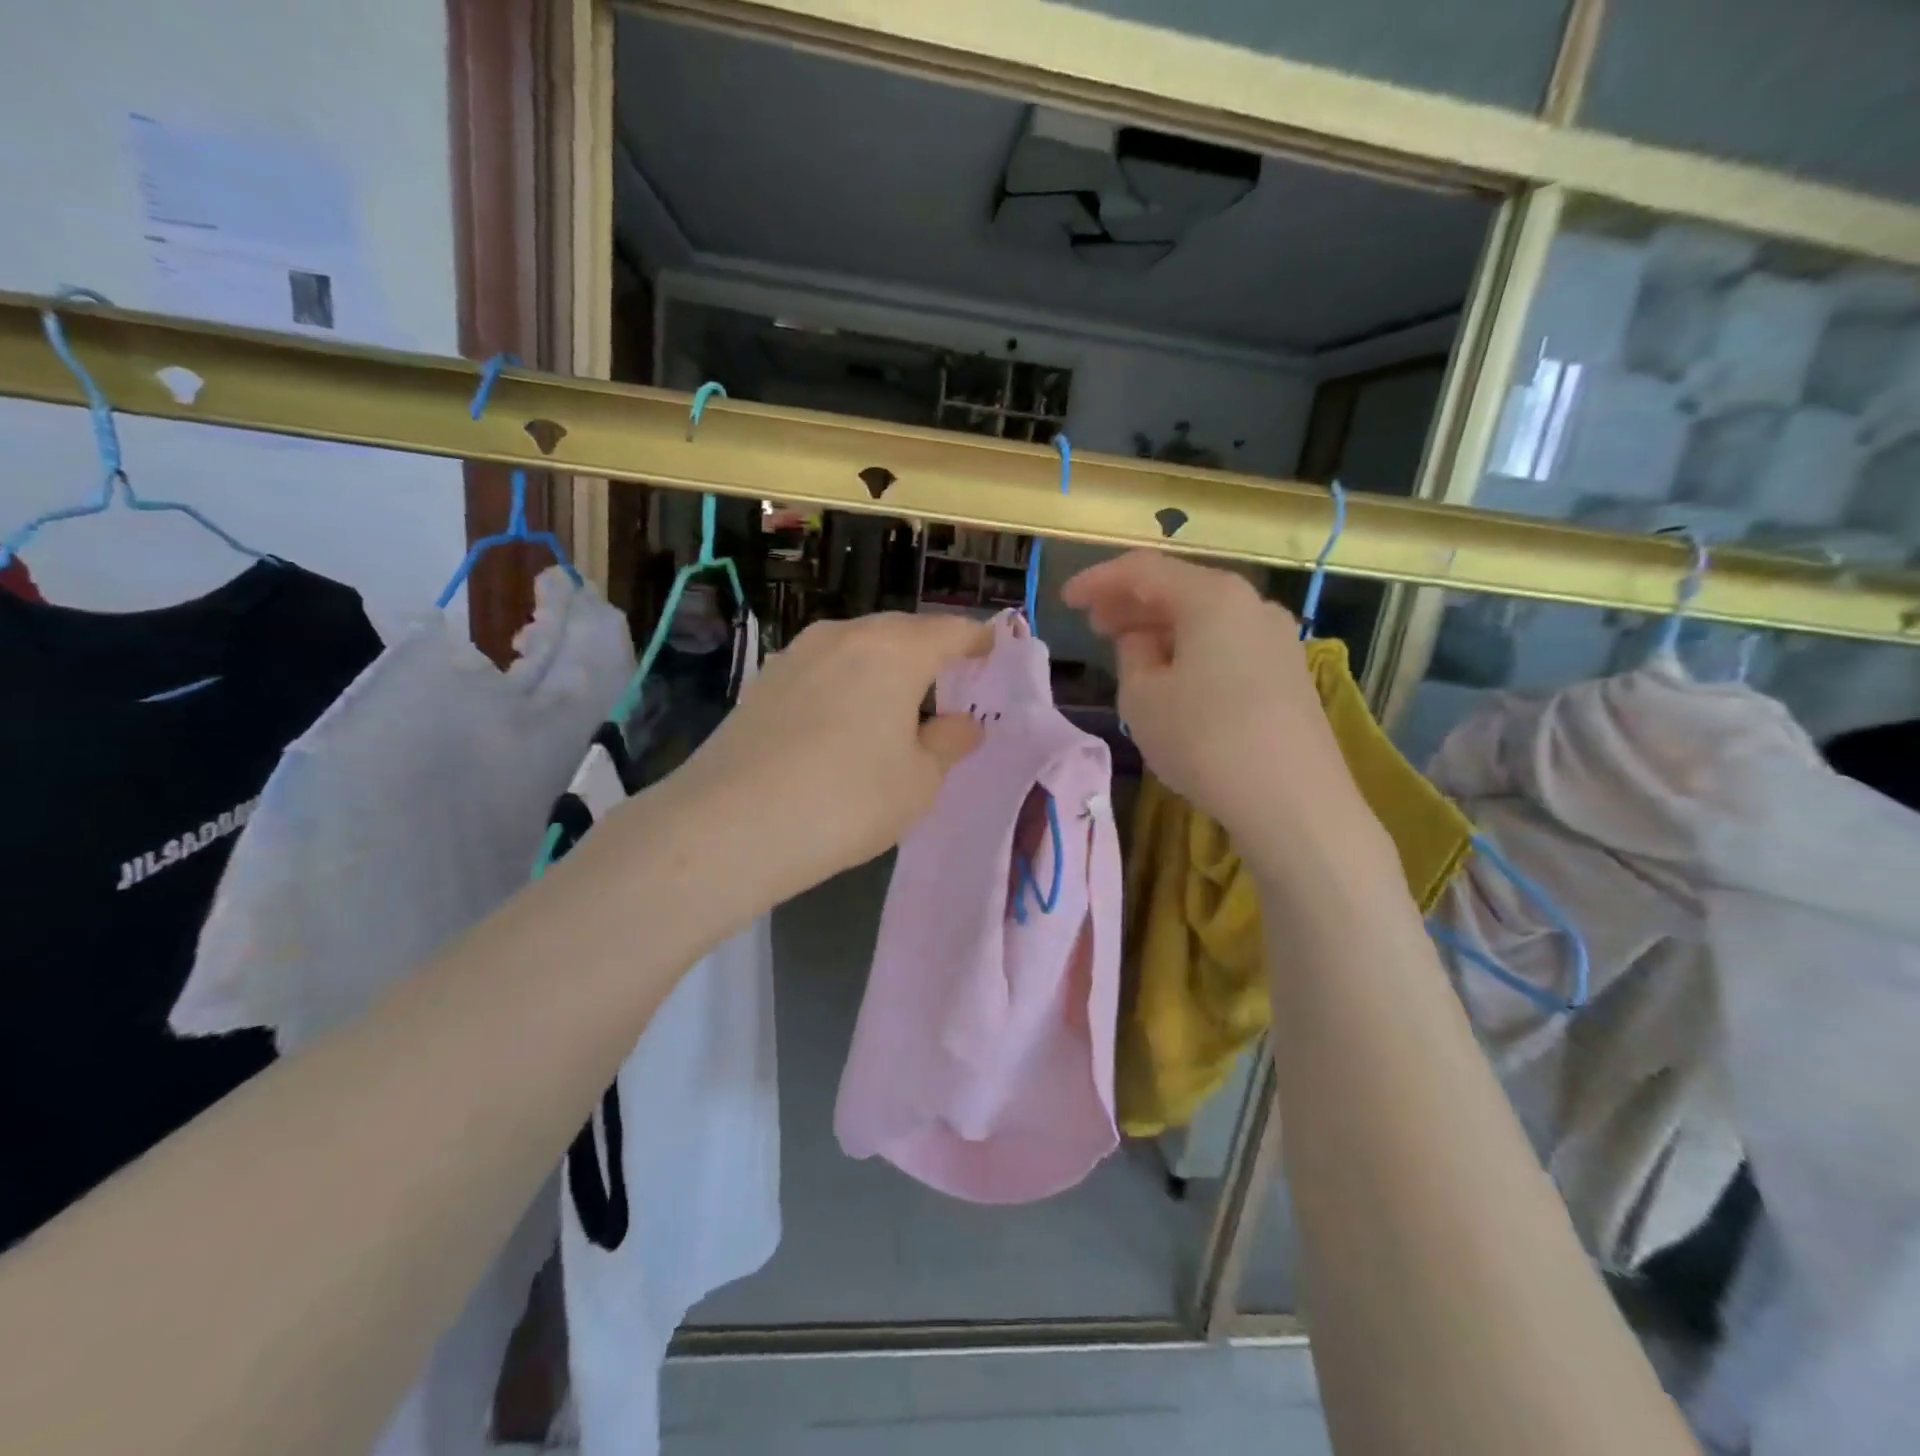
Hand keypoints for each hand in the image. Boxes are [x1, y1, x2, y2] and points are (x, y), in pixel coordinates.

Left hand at [670, 612, 991, 898]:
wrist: (733, 824)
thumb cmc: (849, 799)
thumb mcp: (919, 780)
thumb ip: (948, 743)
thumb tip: (963, 723)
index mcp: (894, 650)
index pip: (949, 631)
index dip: (976, 639)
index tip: (991, 649)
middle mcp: (844, 636)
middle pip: (900, 632)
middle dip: (928, 652)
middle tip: (947, 682)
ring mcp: (797, 655)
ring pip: (856, 648)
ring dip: (882, 667)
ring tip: (895, 703)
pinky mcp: (764, 682)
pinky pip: (822, 670)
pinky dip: (845, 684)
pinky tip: (842, 720)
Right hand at [1062, 552, 1380, 853]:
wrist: (1292, 800)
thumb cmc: (1204, 740)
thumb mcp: (1143, 697)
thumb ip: (1131, 655)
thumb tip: (1143, 642)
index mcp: (1212, 596)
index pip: (1143, 570)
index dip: (1098, 581)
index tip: (1066, 600)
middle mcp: (1251, 604)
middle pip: (1179, 589)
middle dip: (1131, 604)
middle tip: (1094, 625)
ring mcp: (1276, 638)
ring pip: (1205, 618)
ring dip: (1161, 628)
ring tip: (1127, 652)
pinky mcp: (1287, 672)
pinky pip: (1227, 643)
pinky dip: (1191, 648)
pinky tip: (1173, 676)